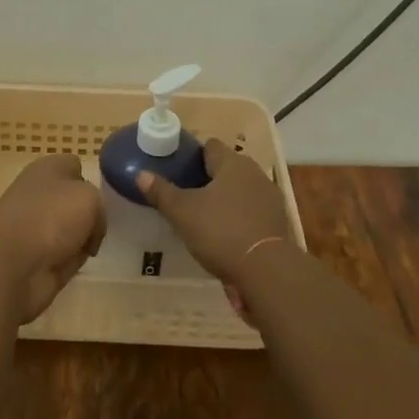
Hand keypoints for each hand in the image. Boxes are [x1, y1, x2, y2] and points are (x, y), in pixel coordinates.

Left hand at [0, 154, 105, 323]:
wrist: (12, 266)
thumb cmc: (50, 218)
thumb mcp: (89, 198)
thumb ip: (99, 204)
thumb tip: (90, 226)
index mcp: (47, 168)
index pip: (75, 166)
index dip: (92, 179)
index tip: (106, 198)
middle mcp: (39, 193)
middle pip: (75, 199)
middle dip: (90, 212)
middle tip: (105, 224)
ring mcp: (36, 226)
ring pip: (72, 227)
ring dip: (83, 237)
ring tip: (96, 245)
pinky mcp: (37, 256)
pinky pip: (66, 253)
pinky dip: (74, 259)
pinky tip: (82, 263)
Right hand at [138, 140, 296, 312]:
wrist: (267, 272)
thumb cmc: (221, 231)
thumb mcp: (183, 212)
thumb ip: (161, 192)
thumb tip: (140, 174)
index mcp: (232, 163)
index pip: (210, 146)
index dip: (193, 155)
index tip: (178, 169)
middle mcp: (255, 173)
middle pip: (227, 167)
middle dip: (208, 178)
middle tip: (187, 194)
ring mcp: (270, 198)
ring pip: (241, 190)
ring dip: (226, 198)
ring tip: (204, 216)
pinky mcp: (278, 223)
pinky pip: (252, 211)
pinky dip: (240, 217)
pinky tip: (226, 234)